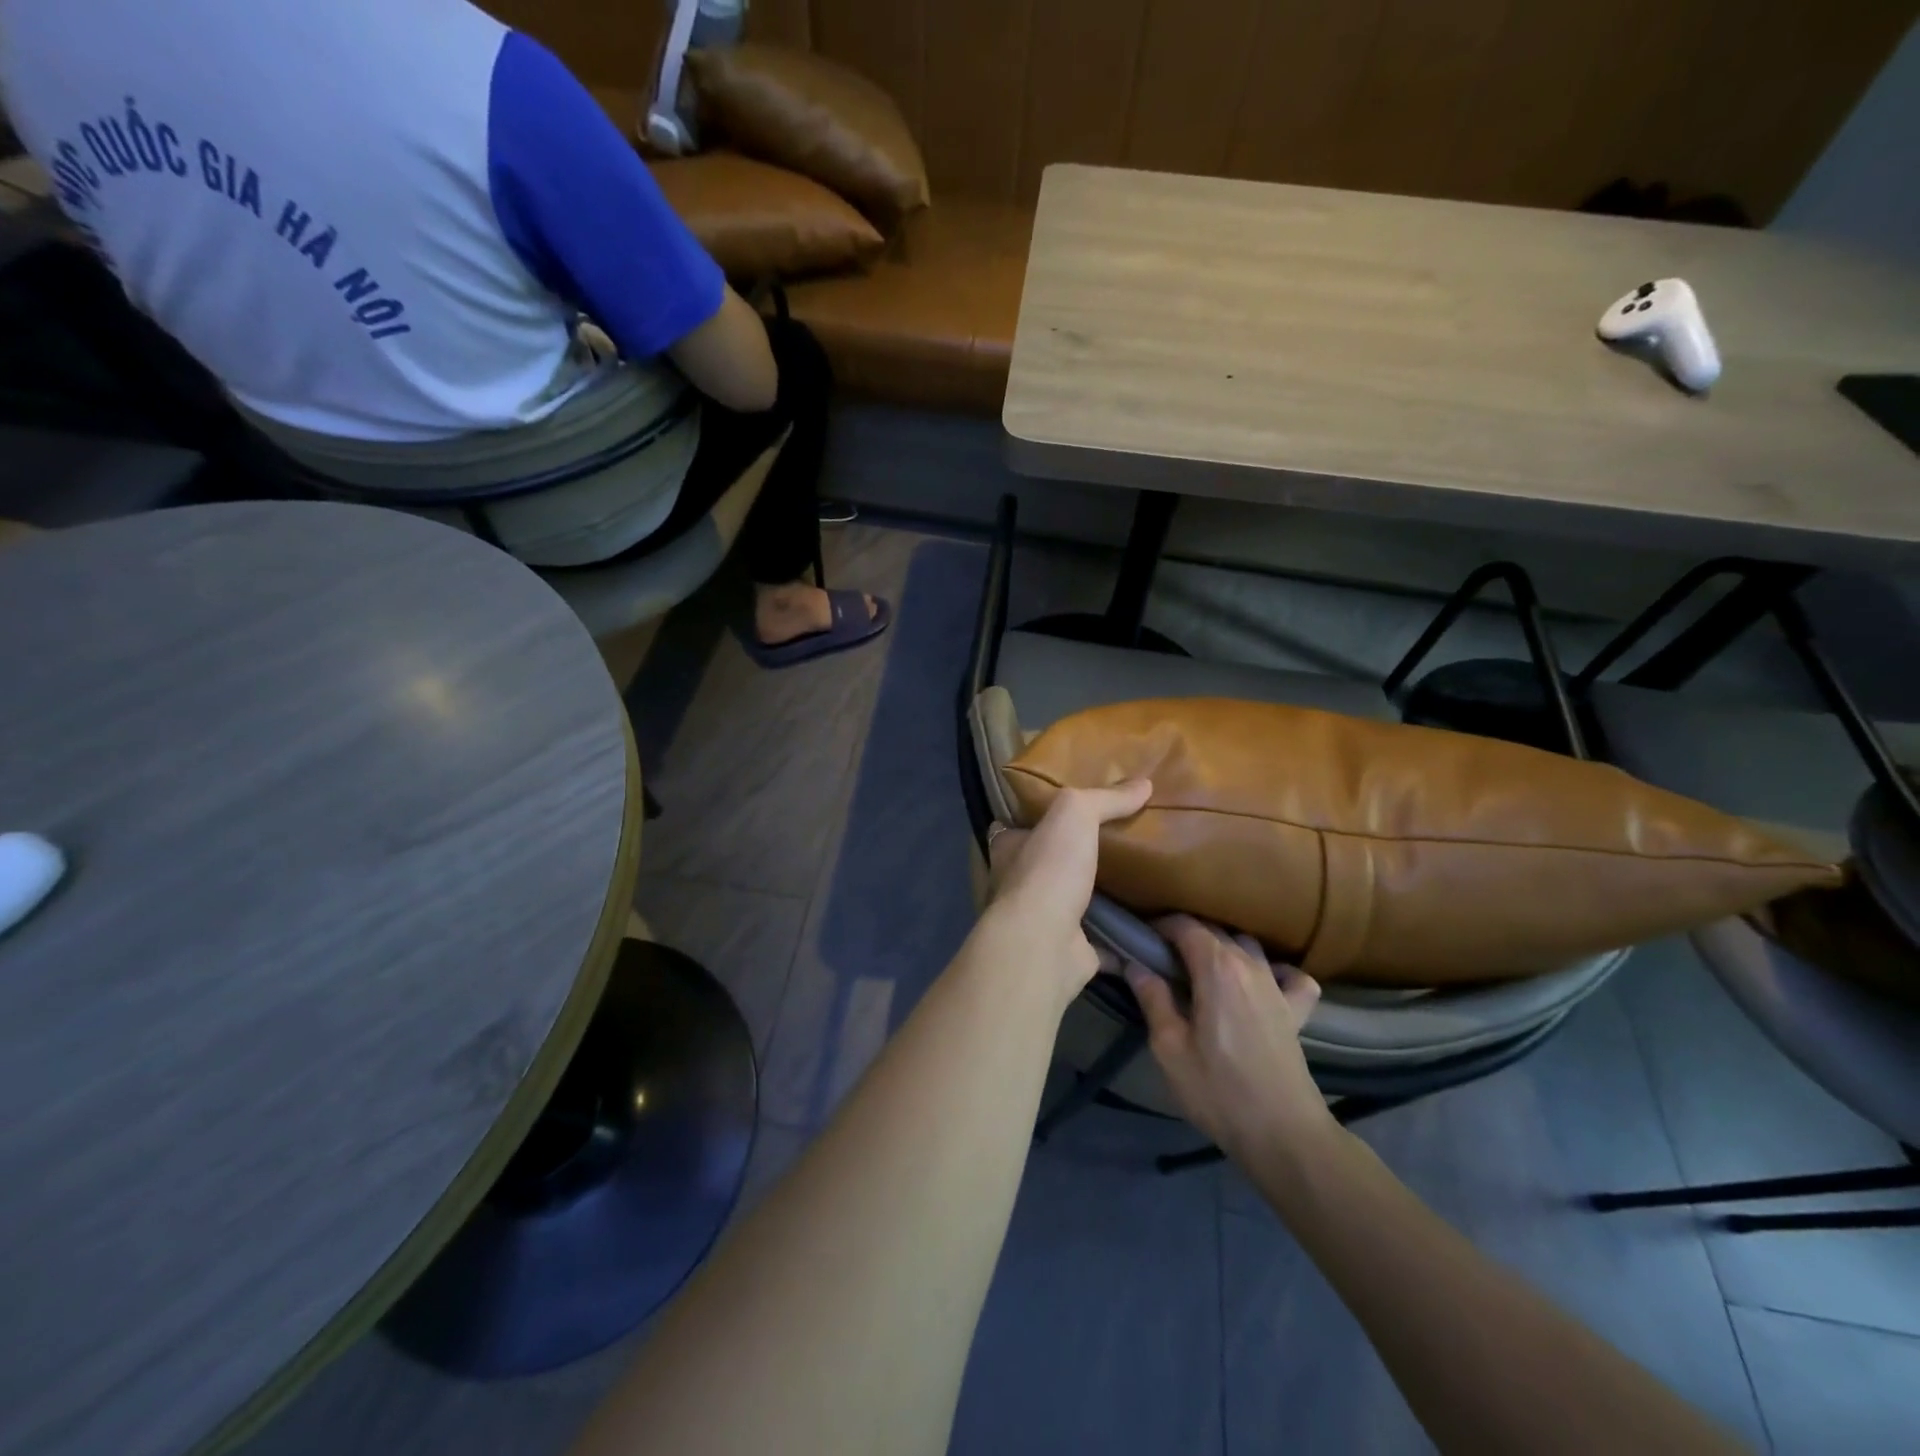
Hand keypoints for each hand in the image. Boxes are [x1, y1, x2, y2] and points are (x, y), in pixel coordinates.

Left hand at [980, 779, 1151, 1005]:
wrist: (1043, 945)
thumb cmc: (1049, 871)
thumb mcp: (1075, 814)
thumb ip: (1105, 798)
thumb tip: (1145, 783)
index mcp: (1011, 848)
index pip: (1020, 826)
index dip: (1042, 816)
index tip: (1075, 810)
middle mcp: (1021, 884)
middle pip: (1050, 864)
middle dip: (1077, 857)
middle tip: (1123, 843)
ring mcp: (1044, 921)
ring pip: (1076, 903)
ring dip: (1101, 896)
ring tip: (1143, 880)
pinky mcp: (1071, 953)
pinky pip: (1104, 943)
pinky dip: (1124, 940)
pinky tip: (1154, 928)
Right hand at [1126, 915, 1332, 1158]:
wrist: (1284, 1135)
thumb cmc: (1218, 1090)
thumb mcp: (1169, 1047)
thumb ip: (1152, 998)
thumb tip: (1135, 964)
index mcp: (1216, 968)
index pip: (1185, 925)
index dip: (1160, 926)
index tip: (1140, 939)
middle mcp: (1250, 965)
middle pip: (1214, 931)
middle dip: (1185, 936)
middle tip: (1160, 959)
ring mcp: (1278, 986)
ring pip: (1247, 946)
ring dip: (1223, 949)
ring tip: (1202, 971)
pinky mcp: (1298, 1011)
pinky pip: (1291, 976)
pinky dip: (1276, 971)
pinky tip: (1263, 983)